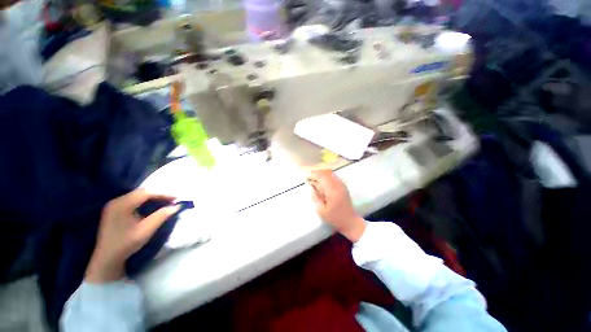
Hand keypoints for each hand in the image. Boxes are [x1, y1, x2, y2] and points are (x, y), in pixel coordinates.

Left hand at [85, 189, 179, 282]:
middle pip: (141, 192)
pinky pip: (132, 200)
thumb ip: (162, 216)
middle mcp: (116, 201)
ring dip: (152, 197)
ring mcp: (113, 205)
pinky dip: (145, 201)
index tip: (177, 198)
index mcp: (122, 205)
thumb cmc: (127, 244)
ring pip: (137, 195)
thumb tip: (177, 206)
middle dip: (158, 194)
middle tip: (172, 200)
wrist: (107, 258)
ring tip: (165, 201)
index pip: (146, 193)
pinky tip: (152, 205)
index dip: (163, 194)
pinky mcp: (114, 209)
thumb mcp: (147, 230)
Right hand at [308, 170, 366, 241]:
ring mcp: (341, 184)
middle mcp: (338, 184)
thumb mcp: (321, 210)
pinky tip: (321, 181)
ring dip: (321, 173)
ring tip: (313, 178)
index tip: (305, 176)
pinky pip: (333, 176)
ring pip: (330, 173)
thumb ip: (315, 197)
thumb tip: (311, 186)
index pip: (322, 176)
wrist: (350, 221)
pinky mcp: (343, 186)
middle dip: (316, 172)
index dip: (313, 174)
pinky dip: (325, 176)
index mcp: (332, 190)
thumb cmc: (335, 217)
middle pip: (326, 172)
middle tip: (308, 176)